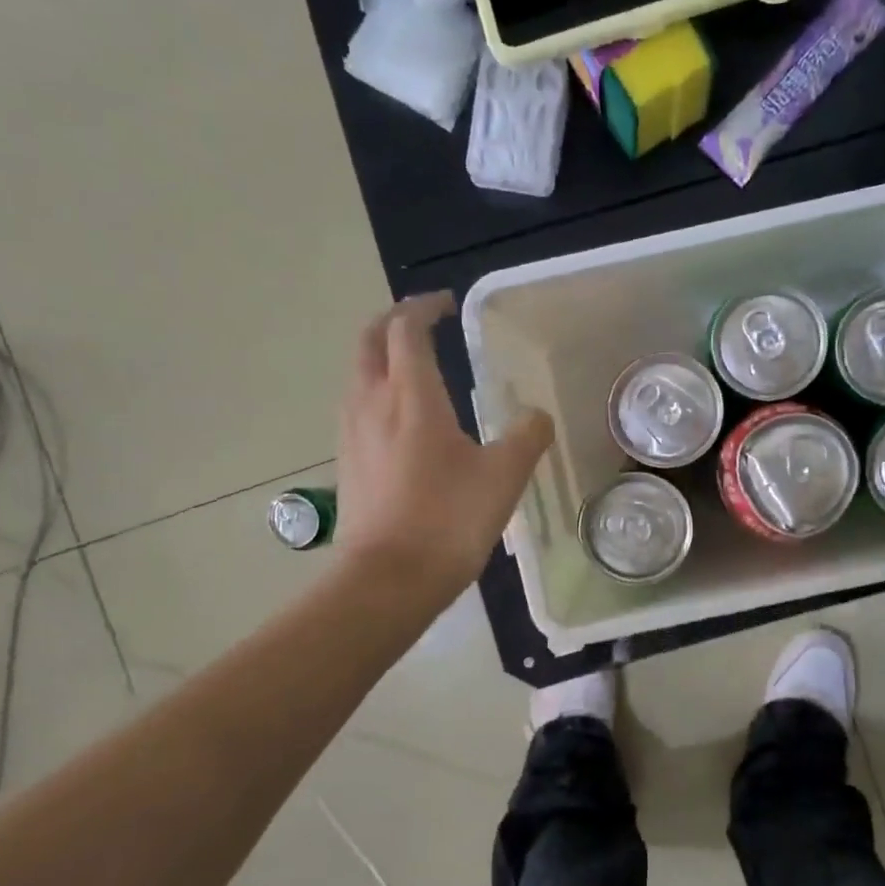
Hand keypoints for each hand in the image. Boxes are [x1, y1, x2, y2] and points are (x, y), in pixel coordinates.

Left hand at [336, 292, 552, 599]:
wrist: (388, 580)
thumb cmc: (448, 520)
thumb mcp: (503, 476)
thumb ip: (526, 437)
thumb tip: (538, 416)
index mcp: (411, 396)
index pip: (406, 329)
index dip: (424, 308)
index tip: (447, 305)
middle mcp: (371, 403)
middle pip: (369, 341)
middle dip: (393, 322)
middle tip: (423, 323)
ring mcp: (352, 434)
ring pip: (357, 375)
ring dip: (381, 358)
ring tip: (413, 369)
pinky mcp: (346, 464)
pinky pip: (357, 409)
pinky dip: (376, 393)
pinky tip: (400, 422)